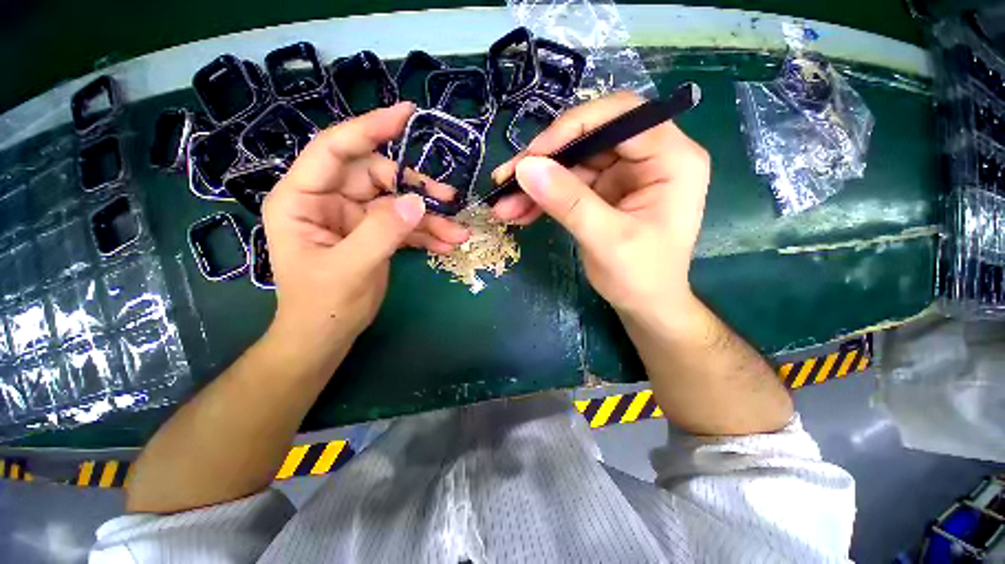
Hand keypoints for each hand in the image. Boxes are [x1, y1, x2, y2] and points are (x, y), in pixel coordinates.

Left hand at [262, 103, 468, 356]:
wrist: (328, 335)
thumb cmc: (323, 304)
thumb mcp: (350, 267)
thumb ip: (383, 232)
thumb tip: (418, 202)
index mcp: (303, 198)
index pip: (335, 150)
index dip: (370, 128)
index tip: (406, 115)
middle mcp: (329, 200)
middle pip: (378, 178)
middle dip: (417, 189)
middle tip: (450, 201)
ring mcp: (355, 218)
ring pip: (398, 204)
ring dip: (430, 218)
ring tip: (458, 234)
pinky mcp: (374, 234)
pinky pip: (405, 225)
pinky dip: (427, 234)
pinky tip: (447, 245)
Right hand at [492, 92, 709, 316]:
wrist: (645, 305)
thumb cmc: (641, 277)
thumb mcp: (607, 240)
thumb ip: (568, 202)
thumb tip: (525, 167)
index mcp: (671, 159)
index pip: (620, 116)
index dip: (572, 128)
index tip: (533, 155)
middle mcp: (648, 157)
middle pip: (589, 139)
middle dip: (544, 161)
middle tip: (506, 180)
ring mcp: (623, 175)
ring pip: (571, 164)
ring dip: (535, 185)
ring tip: (503, 206)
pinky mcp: (603, 192)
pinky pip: (566, 186)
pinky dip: (541, 199)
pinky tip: (518, 212)